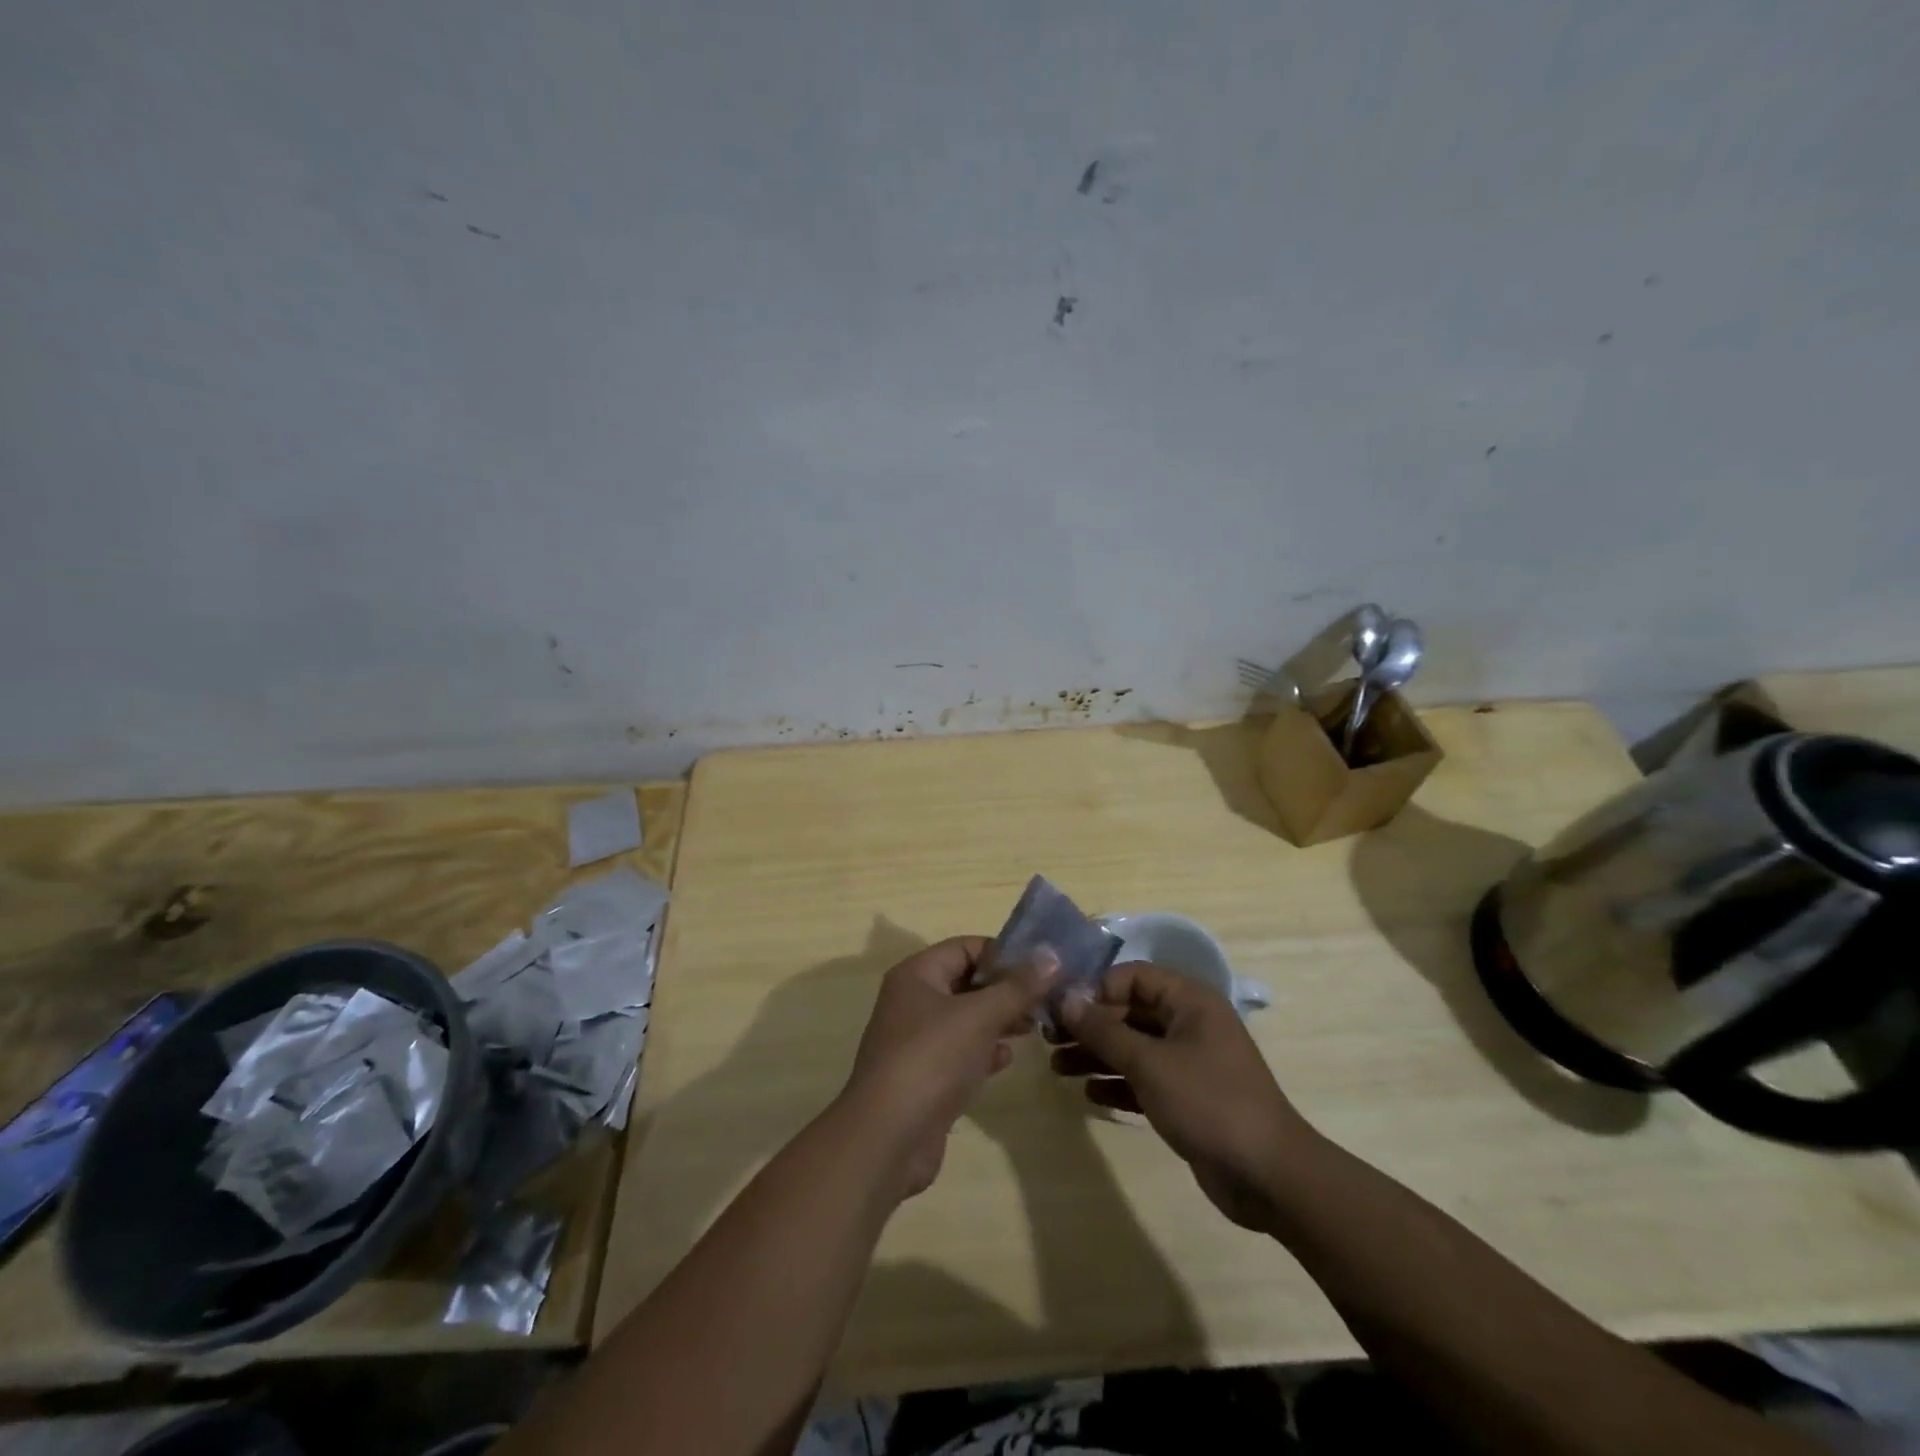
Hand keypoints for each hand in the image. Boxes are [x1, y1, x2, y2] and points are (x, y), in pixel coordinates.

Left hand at [841, 937, 1054, 1199]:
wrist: (888, 1139)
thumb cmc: (932, 1059)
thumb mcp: (980, 1016)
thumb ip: (1018, 987)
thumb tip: (1051, 955)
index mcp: (916, 974)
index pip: (965, 947)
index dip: (1003, 953)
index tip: (1041, 967)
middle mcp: (912, 1001)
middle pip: (966, 982)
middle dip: (1005, 990)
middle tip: (1045, 1000)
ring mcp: (916, 1041)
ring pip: (966, 1019)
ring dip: (999, 1020)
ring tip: (1034, 1027)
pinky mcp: (925, 1077)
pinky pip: (960, 1052)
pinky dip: (984, 1051)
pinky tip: (1006, 1059)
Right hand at [1054, 962, 1312, 1230]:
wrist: (1269, 1176)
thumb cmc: (1208, 1102)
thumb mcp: (1149, 1063)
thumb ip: (1104, 1030)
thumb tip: (1066, 999)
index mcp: (1189, 1001)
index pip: (1132, 976)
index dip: (1096, 989)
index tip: (1061, 1010)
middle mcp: (1188, 1023)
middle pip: (1129, 1011)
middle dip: (1090, 1025)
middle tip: (1050, 1041)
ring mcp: (1189, 1061)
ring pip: (1133, 1046)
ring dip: (1097, 1055)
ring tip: (1057, 1068)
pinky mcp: (1187, 1096)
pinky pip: (1144, 1078)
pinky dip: (1117, 1083)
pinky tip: (1088, 1094)